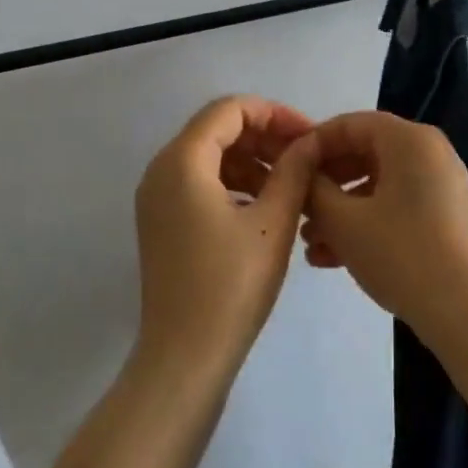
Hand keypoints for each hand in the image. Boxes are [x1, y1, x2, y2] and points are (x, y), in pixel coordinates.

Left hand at [133, 96, 319, 377]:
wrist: (185, 358)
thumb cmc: (232, 285)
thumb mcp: (274, 222)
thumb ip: (294, 171)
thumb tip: (309, 142)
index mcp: (182, 161)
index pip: (230, 109)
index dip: (275, 114)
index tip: (310, 137)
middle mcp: (161, 171)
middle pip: (218, 130)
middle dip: (265, 137)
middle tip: (307, 160)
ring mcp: (157, 199)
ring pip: (211, 158)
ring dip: (253, 162)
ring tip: (294, 186)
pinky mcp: (163, 223)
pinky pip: (200, 184)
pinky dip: (235, 184)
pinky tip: (267, 208)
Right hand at [303, 111, 467, 332]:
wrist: (466, 311)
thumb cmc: (400, 253)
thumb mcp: (343, 221)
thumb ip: (314, 190)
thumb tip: (301, 173)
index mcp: (409, 139)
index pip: (350, 124)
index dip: (313, 144)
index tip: (285, 169)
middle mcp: (429, 153)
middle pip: (364, 153)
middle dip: (326, 183)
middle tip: (297, 208)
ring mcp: (441, 186)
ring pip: (378, 185)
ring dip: (341, 210)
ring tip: (310, 243)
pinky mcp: (445, 217)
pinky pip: (396, 206)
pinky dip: (366, 223)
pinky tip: (333, 258)